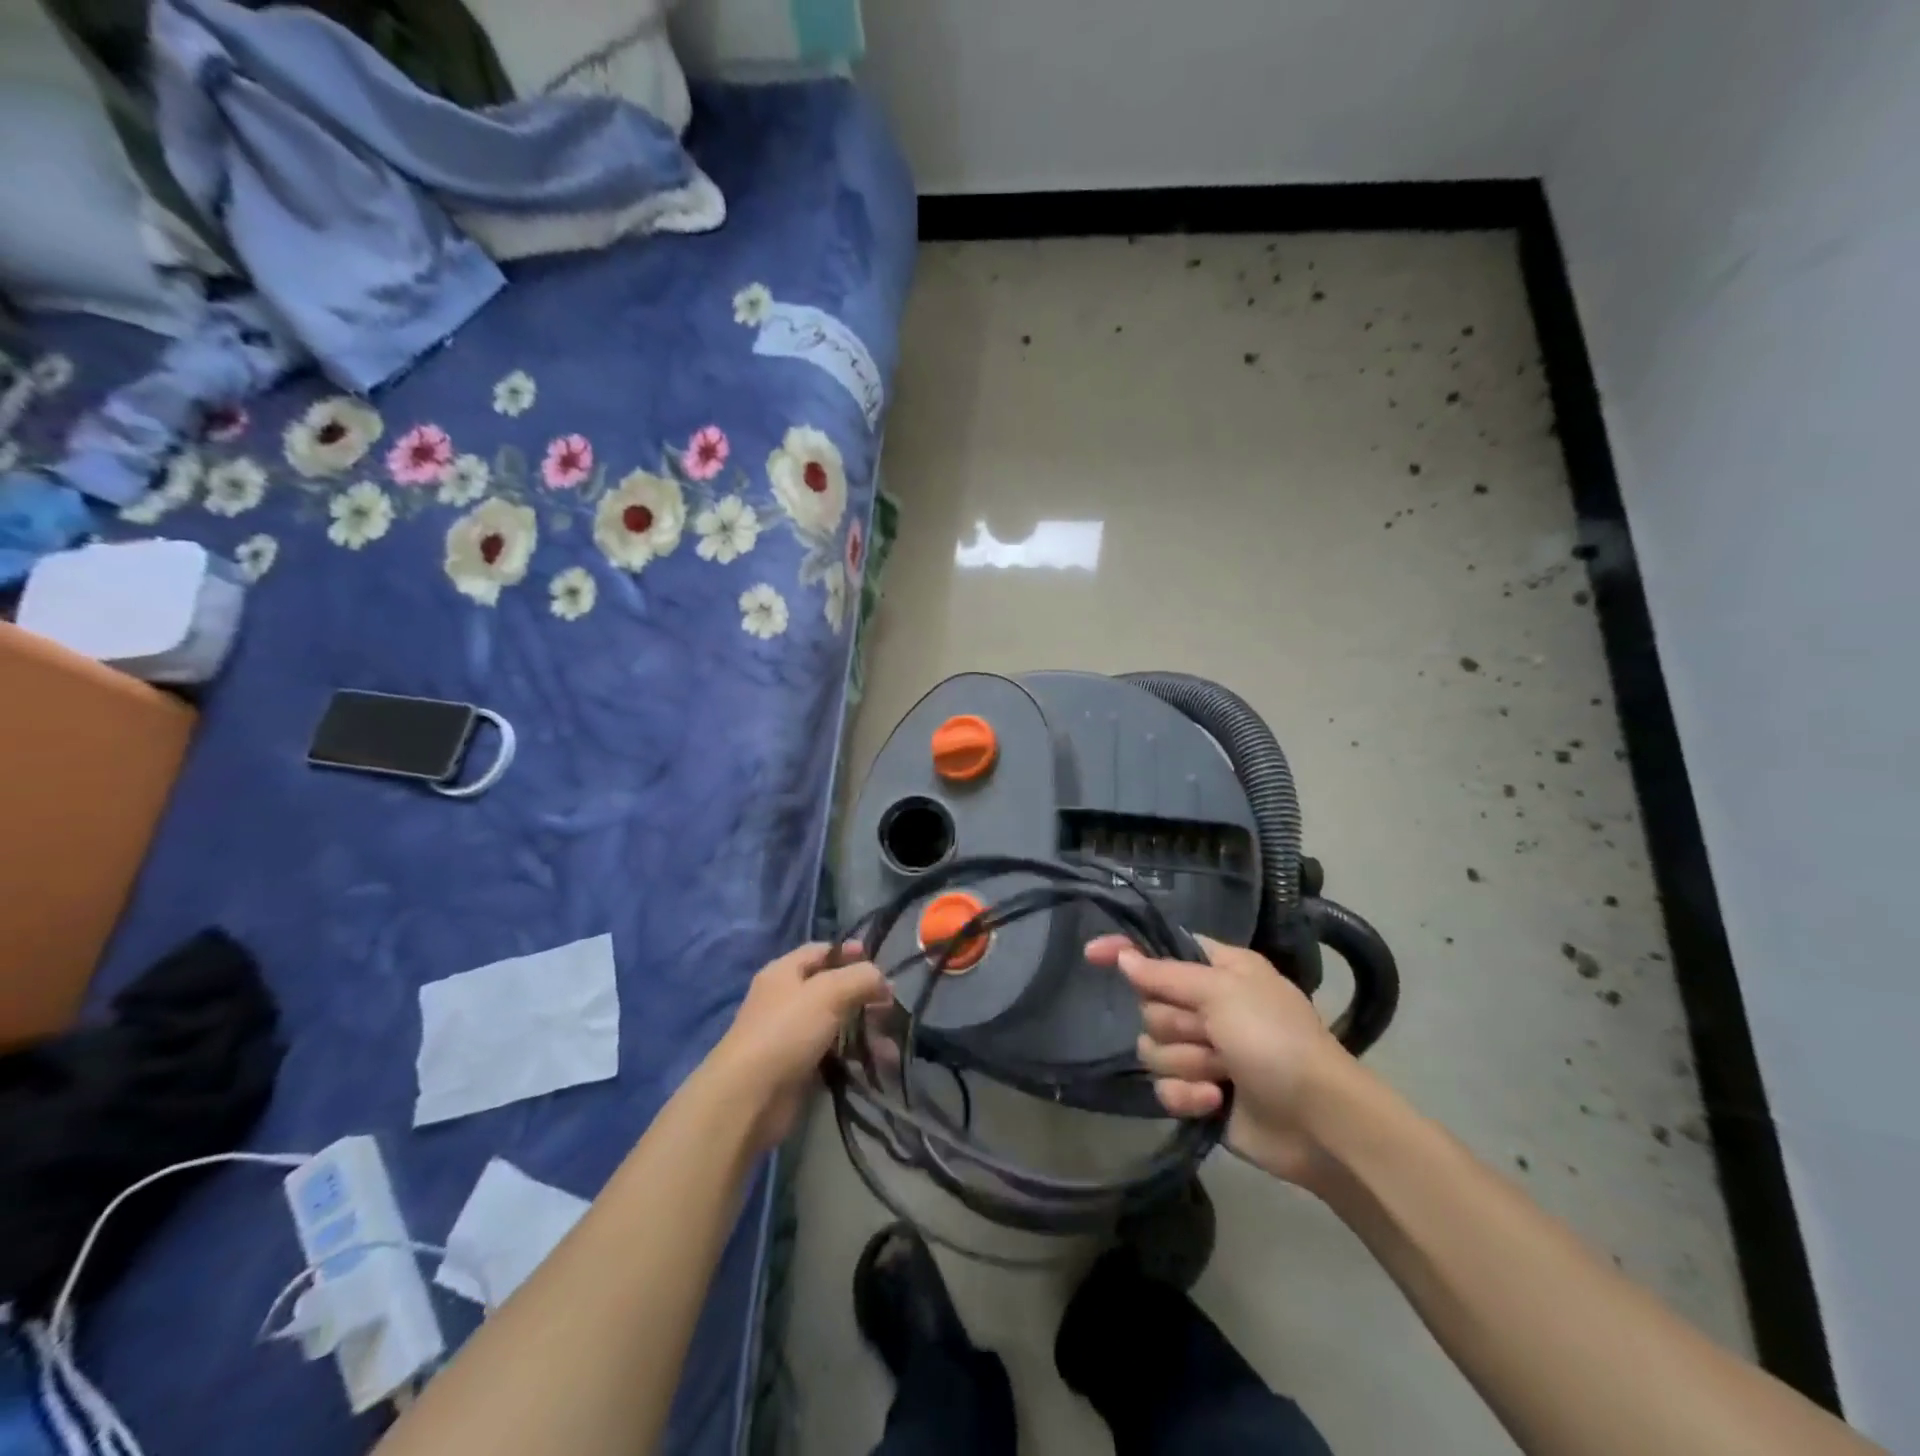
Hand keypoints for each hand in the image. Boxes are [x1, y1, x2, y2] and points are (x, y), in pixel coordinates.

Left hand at [711, 942, 891, 1150]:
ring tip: (891, 1046)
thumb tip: (883, 980)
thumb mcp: (829, 992)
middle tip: (891, 1007)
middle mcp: (786, 1000)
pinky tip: (878, 1066)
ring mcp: (792, 1036)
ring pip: (837, 1025)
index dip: (849, 953)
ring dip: (865, 1032)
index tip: (879, 963)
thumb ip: (861, 977)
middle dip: (864, 997)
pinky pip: (834, 1057)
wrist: (748, 1098)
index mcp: (785, 973)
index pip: (821, 952)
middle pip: (833, 990)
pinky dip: (856, 1059)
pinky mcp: (799, 1070)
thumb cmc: (786, 1031)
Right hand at [1086, 933, 1355, 1186]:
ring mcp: (1205, 1051)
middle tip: (1212, 1035)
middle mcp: (1208, 1006)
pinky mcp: (1201, 1093)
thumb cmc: (1275, 1040)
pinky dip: (1187, 1094)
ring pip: (1153, 1047)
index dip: (1127, 951)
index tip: (1092, 954)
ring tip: (1221, 1073)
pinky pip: (1164, 1087)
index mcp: (1219, 970)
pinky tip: (1213, 1101)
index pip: (1160, 950)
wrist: (1320, 1122)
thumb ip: (1166, 974)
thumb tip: (1123, 956)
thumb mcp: (1223, 992)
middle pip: (1151, 1005)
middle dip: (1177, 1025)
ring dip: (1186, 1062)